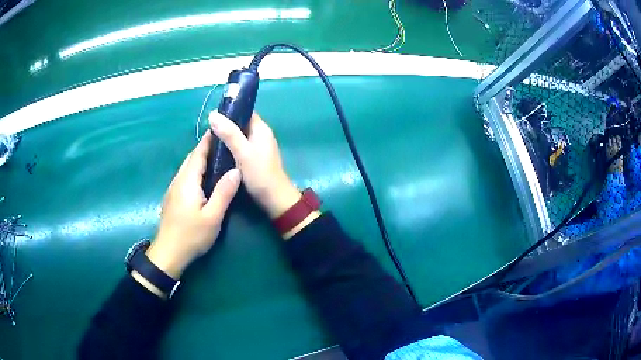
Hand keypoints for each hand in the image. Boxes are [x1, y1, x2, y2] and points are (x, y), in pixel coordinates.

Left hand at [146, 131, 241, 279]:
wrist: (169, 253)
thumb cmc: (191, 235)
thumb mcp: (212, 217)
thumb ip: (224, 192)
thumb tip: (236, 169)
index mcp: (188, 180)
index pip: (198, 153)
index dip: (210, 140)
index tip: (223, 130)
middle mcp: (178, 180)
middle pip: (192, 158)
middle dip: (207, 148)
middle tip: (226, 144)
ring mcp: (174, 188)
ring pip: (188, 167)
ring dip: (201, 159)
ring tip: (219, 157)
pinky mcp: (173, 197)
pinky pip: (186, 176)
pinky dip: (196, 170)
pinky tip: (205, 178)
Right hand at [209, 111, 300, 218]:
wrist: (274, 199)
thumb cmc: (260, 174)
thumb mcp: (243, 152)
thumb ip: (229, 133)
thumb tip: (213, 114)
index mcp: (261, 129)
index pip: (245, 111)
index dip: (229, 111)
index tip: (212, 116)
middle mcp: (261, 135)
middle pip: (240, 124)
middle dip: (225, 126)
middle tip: (207, 131)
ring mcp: (258, 147)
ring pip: (239, 136)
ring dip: (226, 138)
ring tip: (210, 141)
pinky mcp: (255, 158)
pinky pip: (240, 147)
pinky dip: (230, 148)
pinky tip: (219, 153)